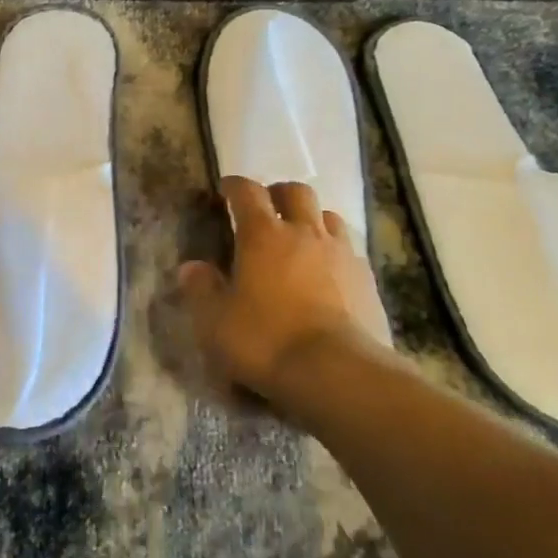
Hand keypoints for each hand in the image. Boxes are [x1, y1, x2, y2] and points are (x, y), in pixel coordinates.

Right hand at [178, 176, 389, 406]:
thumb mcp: (216, 323)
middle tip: (267, 209)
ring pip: (327, 216)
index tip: (226, 189)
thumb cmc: (267, 341)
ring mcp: (340, 252)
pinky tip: (330, 272)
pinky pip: (349, 249)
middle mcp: (304, 232)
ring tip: (302, 237)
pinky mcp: (366, 277)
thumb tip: (191, 267)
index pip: (247, 192)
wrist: (338, 372)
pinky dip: (335, 251)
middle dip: (278, 194)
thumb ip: (201, 290)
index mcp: (263, 235)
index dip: (235, 186)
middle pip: (295, 192)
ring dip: (312, 218)